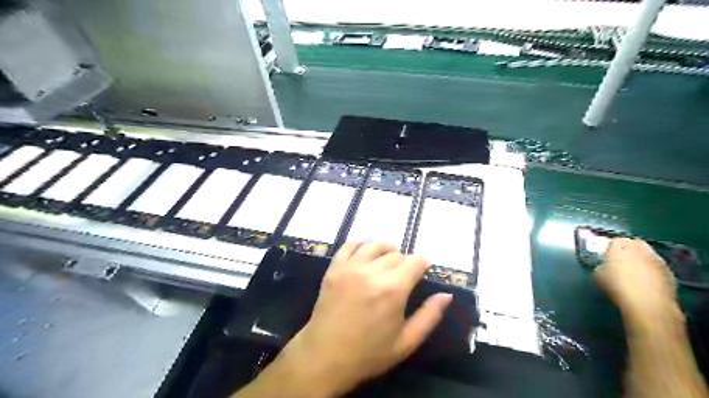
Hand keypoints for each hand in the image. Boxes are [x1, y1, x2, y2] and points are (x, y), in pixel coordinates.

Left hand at [274, 241, 450, 396]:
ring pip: (374, 245)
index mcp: (393, 289)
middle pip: (396, 254)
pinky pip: (348, 246)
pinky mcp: (334, 269)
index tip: (423, 270)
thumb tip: (446, 295)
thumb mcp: (406, 342)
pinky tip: (365, 249)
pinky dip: (360, 243)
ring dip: (385, 248)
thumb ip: (429, 316)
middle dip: (405, 261)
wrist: (325, 357)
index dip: (423, 263)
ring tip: (388, 257)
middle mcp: (372, 271)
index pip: (415, 262)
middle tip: (404, 274)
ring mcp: (350, 267)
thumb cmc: (369, 353)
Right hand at [594, 239, 678, 326]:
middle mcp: (641, 249)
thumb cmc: (618, 287)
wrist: (648, 304)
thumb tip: (605, 266)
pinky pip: (656, 268)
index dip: (610, 248)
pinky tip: (645, 283)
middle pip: (634, 244)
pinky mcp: (670, 273)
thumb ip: (601, 266)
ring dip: (641, 261)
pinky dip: (651, 272)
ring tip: (633, 274)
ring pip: (647, 255)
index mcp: (621, 246)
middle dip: (628, 250)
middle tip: (620, 262)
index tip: (606, 257)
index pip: (614, 240)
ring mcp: (658, 260)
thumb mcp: (598, 275)